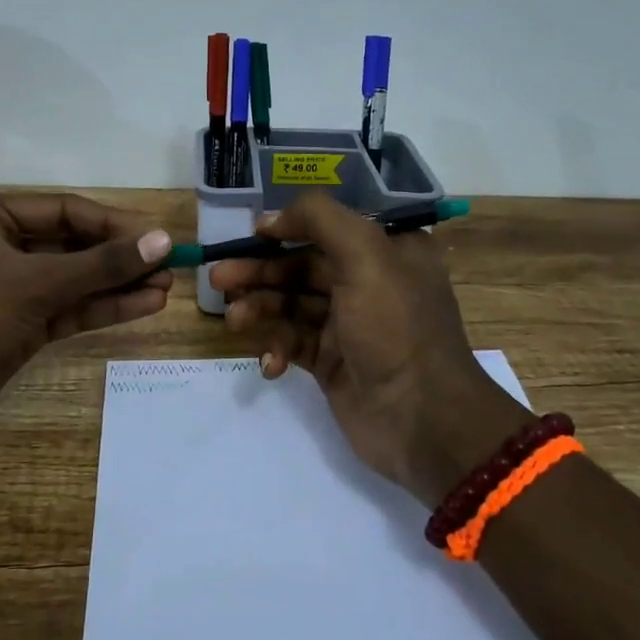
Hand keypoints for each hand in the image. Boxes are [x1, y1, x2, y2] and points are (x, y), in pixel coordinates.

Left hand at [0, 193, 173, 435]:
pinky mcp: (21, 325)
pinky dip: (104, 307)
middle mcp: (0, 246)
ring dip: (118, 283)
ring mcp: (12, 288)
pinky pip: (70, 308)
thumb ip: (100, 264)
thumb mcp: (34, 282)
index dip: (114, 223)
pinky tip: (145, 304)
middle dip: (120, 256)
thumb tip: (162, 241)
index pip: (65, 210)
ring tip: (167, 285)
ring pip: (75, 279)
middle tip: (170, 261)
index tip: (158, 235)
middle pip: (73, 244)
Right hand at [208, 194, 530, 502]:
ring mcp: (349, 325)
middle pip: (302, 266)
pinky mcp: (332, 362)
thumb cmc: (395, 327)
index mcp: (388, 250)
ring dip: (260, 309)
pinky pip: (294, 343)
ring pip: (292, 305)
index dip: (289, 226)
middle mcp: (369, 282)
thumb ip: (319, 219)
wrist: (421, 420)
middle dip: (260, 271)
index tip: (251, 234)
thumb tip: (272, 219)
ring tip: (233, 320)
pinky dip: (276, 349)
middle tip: (218, 278)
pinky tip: (270, 364)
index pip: (330, 227)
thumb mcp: (366, 255)